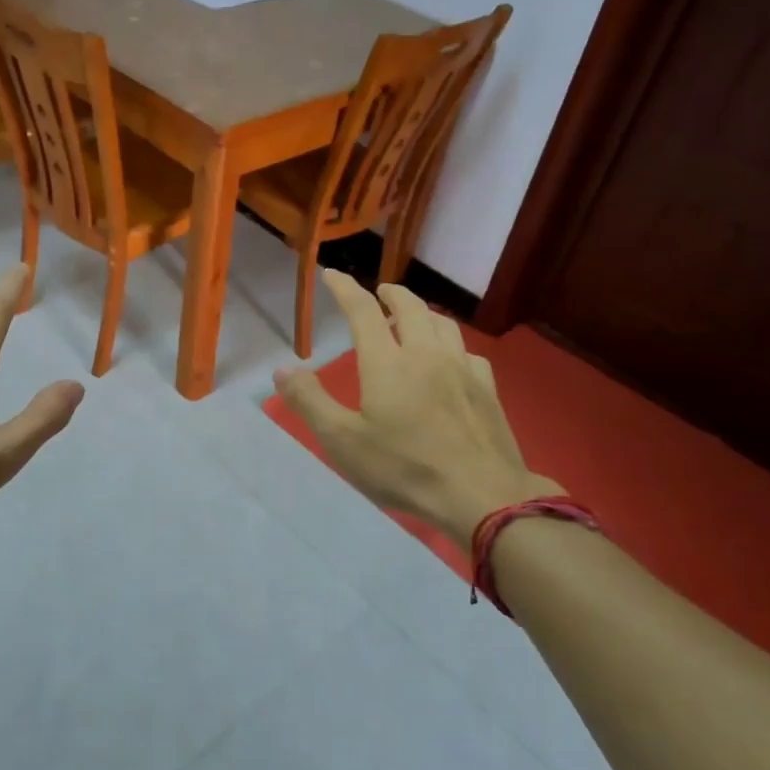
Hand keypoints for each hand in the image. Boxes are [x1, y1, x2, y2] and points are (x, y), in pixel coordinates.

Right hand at [275, 270, 558, 548]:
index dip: (345, 288)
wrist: (481, 495)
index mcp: (387, 363)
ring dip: (422, 312)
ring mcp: (461, 369)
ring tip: (412, 318)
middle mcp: (426, 353)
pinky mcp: (486, 388)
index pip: (363, 311)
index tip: (332, 274)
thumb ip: (310, 401)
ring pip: (442, 324)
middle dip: (391, 293)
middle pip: (410, 307)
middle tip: (379, 292)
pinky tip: (450, 358)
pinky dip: (450, 343)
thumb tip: (283, 368)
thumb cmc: (404, 468)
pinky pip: (466, 351)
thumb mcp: (342, 441)